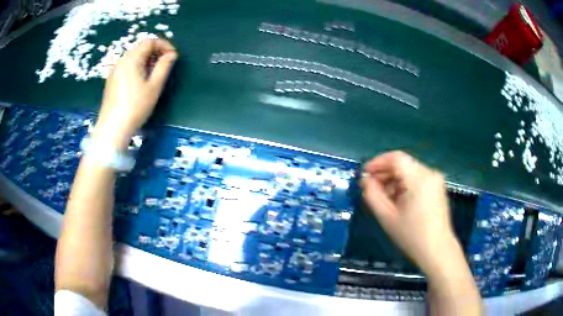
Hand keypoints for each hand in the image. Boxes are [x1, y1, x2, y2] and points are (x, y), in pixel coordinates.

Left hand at [94, 39, 177, 149]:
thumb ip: (164, 67)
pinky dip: (138, 68)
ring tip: (154, 76)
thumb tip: (171, 55)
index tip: (173, 57)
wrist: (112, 128)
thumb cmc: (135, 107)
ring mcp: (115, 71)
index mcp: (132, 58)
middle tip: (165, 66)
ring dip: (147, 61)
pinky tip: (141, 83)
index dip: (164, 45)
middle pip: (141, 48)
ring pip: (134, 57)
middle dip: (156, 53)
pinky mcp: (112, 80)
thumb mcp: (154, 87)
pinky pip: (127, 67)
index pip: (150, 41)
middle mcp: (122, 60)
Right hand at [360, 151, 458, 273]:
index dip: (377, 162)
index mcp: (419, 179)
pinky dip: (404, 185)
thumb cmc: (412, 236)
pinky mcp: (437, 187)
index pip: (396, 158)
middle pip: (403, 164)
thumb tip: (365, 181)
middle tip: (370, 187)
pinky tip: (397, 200)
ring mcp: (435, 180)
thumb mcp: (387, 217)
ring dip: (394, 180)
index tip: (365, 174)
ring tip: (383, 197)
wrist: (437, 250)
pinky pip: (417, 178)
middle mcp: (430, 173)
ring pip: (409, 171)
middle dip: (385, 173)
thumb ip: (372, 195)